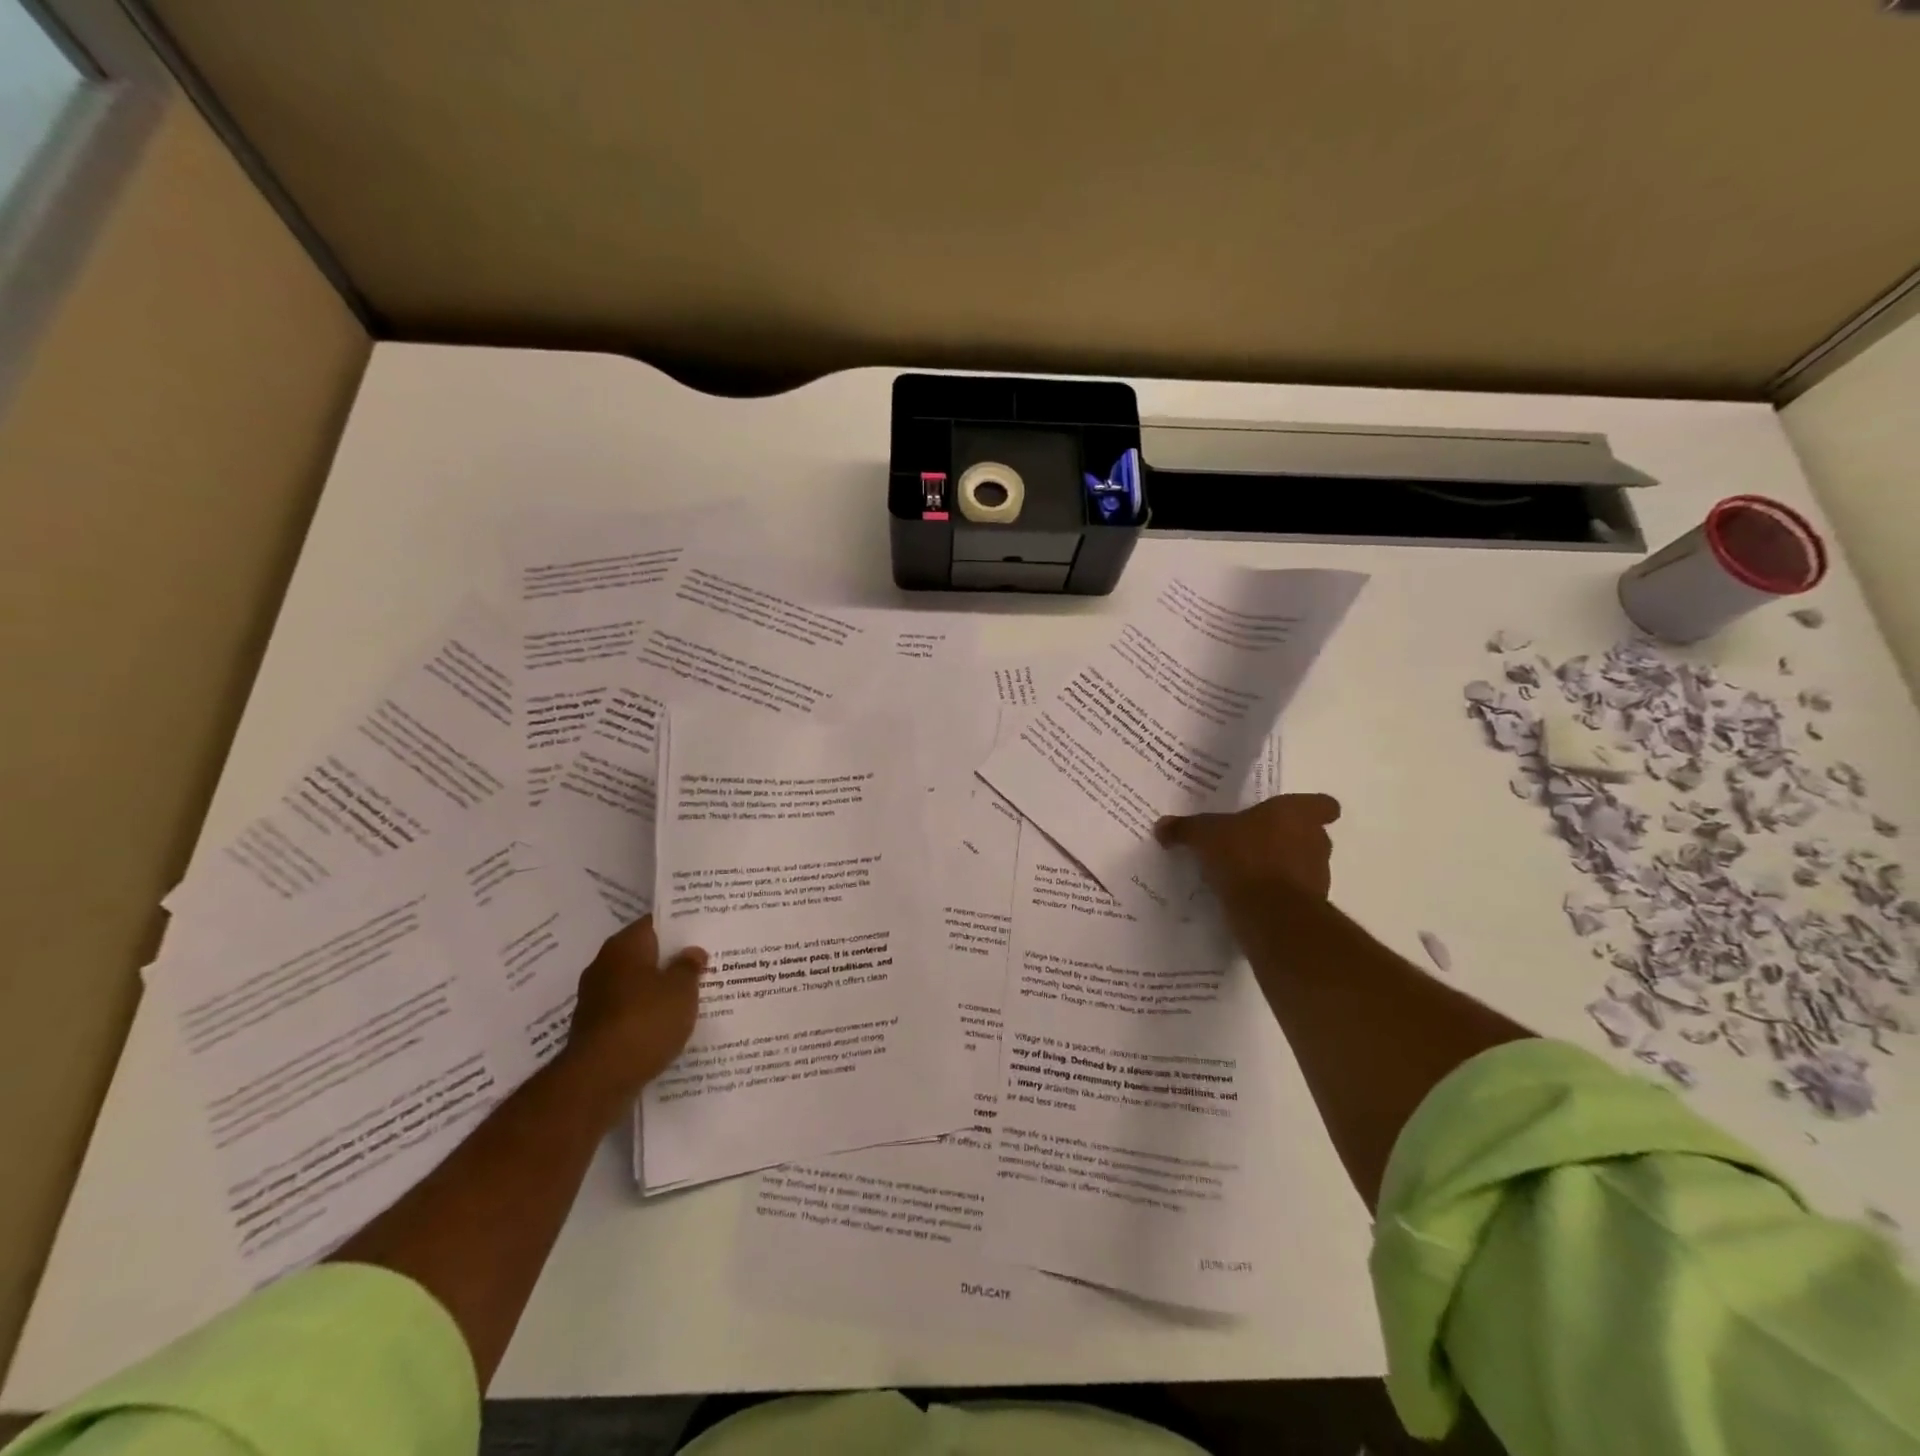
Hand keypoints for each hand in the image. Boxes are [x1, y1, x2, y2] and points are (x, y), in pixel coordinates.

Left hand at [563, 916, 705, 1099]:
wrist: (599, 1078)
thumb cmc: (646, 1021)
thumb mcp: (682, 989)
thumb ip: (689, 967)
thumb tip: (692, 952)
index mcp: (625, 946)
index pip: (654, 923)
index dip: (680, 926)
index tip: (703, 930)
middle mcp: (605, 965)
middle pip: (644, 954)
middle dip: (670, 959)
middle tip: (703, 963)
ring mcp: (596, 998)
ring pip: (636, 984)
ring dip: (658, 988)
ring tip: (691, 995)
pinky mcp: (595, 1027)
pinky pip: (628, 1010)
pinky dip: (646, 1013)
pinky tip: (668, 1023)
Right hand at [1155, 793, 1340, 900]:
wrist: (1270, 913)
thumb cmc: (1244, 857)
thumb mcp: (1205, 836)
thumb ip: (1186, 829)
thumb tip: (1162, 826)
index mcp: (1296, 813)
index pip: (1322, 805)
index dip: (1312, 808)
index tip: (1291, 815)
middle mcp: (1315, 841)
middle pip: (1310, 835)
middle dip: (1287, 839)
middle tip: (1255, 843)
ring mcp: (1318, 876)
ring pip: (1304, 865)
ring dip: (1282, 868)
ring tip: (1248, 874)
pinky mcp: (1311, 907)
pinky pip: (1293, 894)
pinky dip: (1276, 895)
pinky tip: (1249, 898)